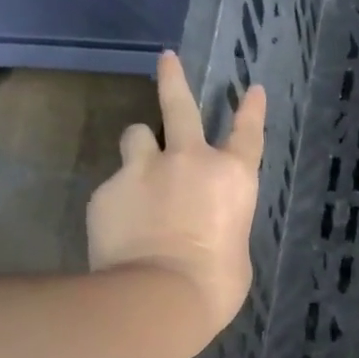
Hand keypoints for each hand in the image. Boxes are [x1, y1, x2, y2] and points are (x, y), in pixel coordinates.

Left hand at [86, 51, 264, 347]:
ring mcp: (142, 170)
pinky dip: (119, 200)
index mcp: (232, 178)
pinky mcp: (107, 191)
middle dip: (173, 79)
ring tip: (139, 168)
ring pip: (135, 136)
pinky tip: (120, 229)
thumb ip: (222, 227)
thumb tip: (208, 229)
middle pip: (179, 106)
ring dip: (140, 146)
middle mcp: (188, 161)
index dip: (251, 110)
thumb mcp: (235, 256)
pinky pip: (113, 187)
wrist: (156, 297)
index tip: (252, 89)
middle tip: (166, 59)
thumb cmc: (214, 285)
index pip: (248, 134)